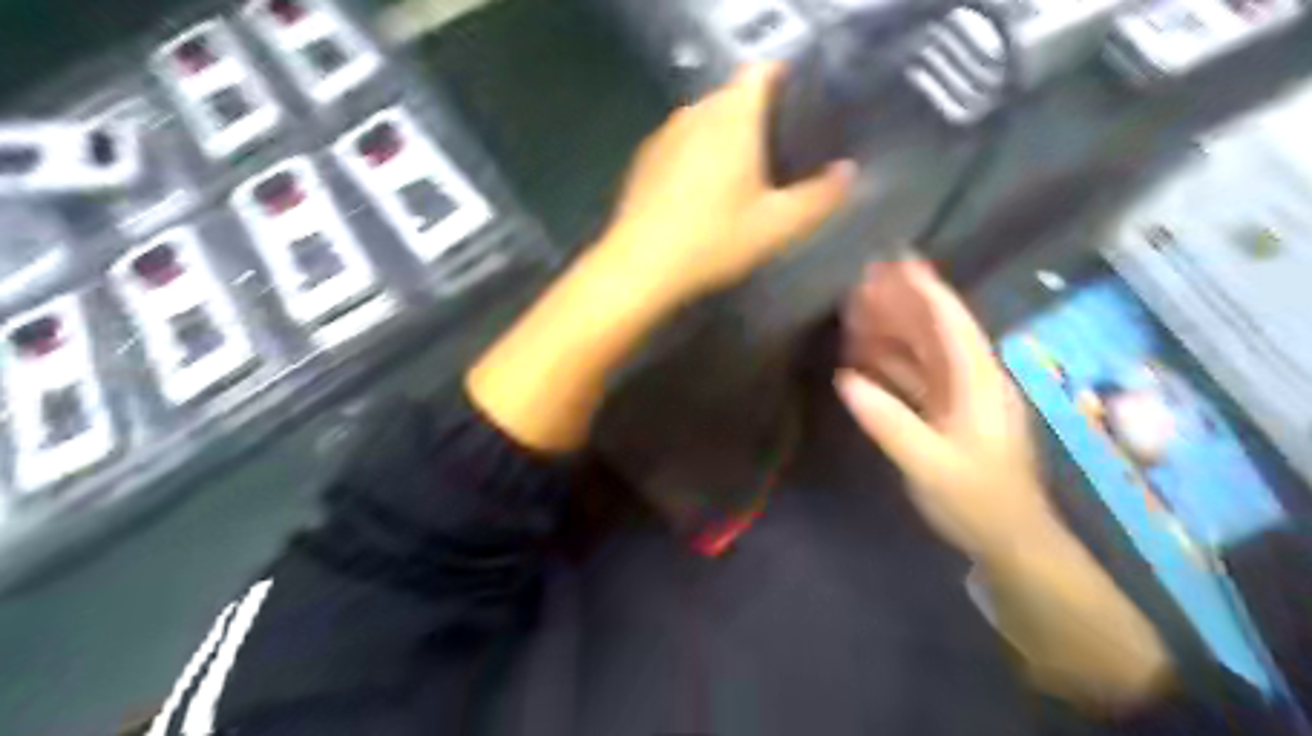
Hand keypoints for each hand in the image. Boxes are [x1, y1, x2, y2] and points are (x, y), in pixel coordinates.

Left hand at [600, 57, 855, 308]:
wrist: (640, 266)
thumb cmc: (714, 240)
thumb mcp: (778, 225)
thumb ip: (819, 196)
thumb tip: (848, 172)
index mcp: (733, 115)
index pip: (763, 71)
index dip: (786, 82)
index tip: (803, 111)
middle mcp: (695, 111)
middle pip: (733, 95)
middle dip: (758, 115)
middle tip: (780, 153)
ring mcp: (664, 134)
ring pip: (704, 119)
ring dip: (724, 136)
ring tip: (742, 175)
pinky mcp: (643, 160)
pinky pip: (680, 143)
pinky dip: (696, 155)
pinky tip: (701, 193)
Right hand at [840, 261, 1053, 559]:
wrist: (1009, 539)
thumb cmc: (977, 500)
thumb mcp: (931, 464)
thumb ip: (890, 423)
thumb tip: (846, 381)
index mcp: (978, 383)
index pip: (952, 325)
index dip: (926, 291)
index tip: (897, 264)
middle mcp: (971, 380)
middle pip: (934, 331)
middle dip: (899, 304)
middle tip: (860, 283)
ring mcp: (959, 397)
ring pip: (922, 352)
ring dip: (890, 331)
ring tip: (854, 313)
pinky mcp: (947, 413)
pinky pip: (915, 377)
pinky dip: (889, 364)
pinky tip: (861, 359)